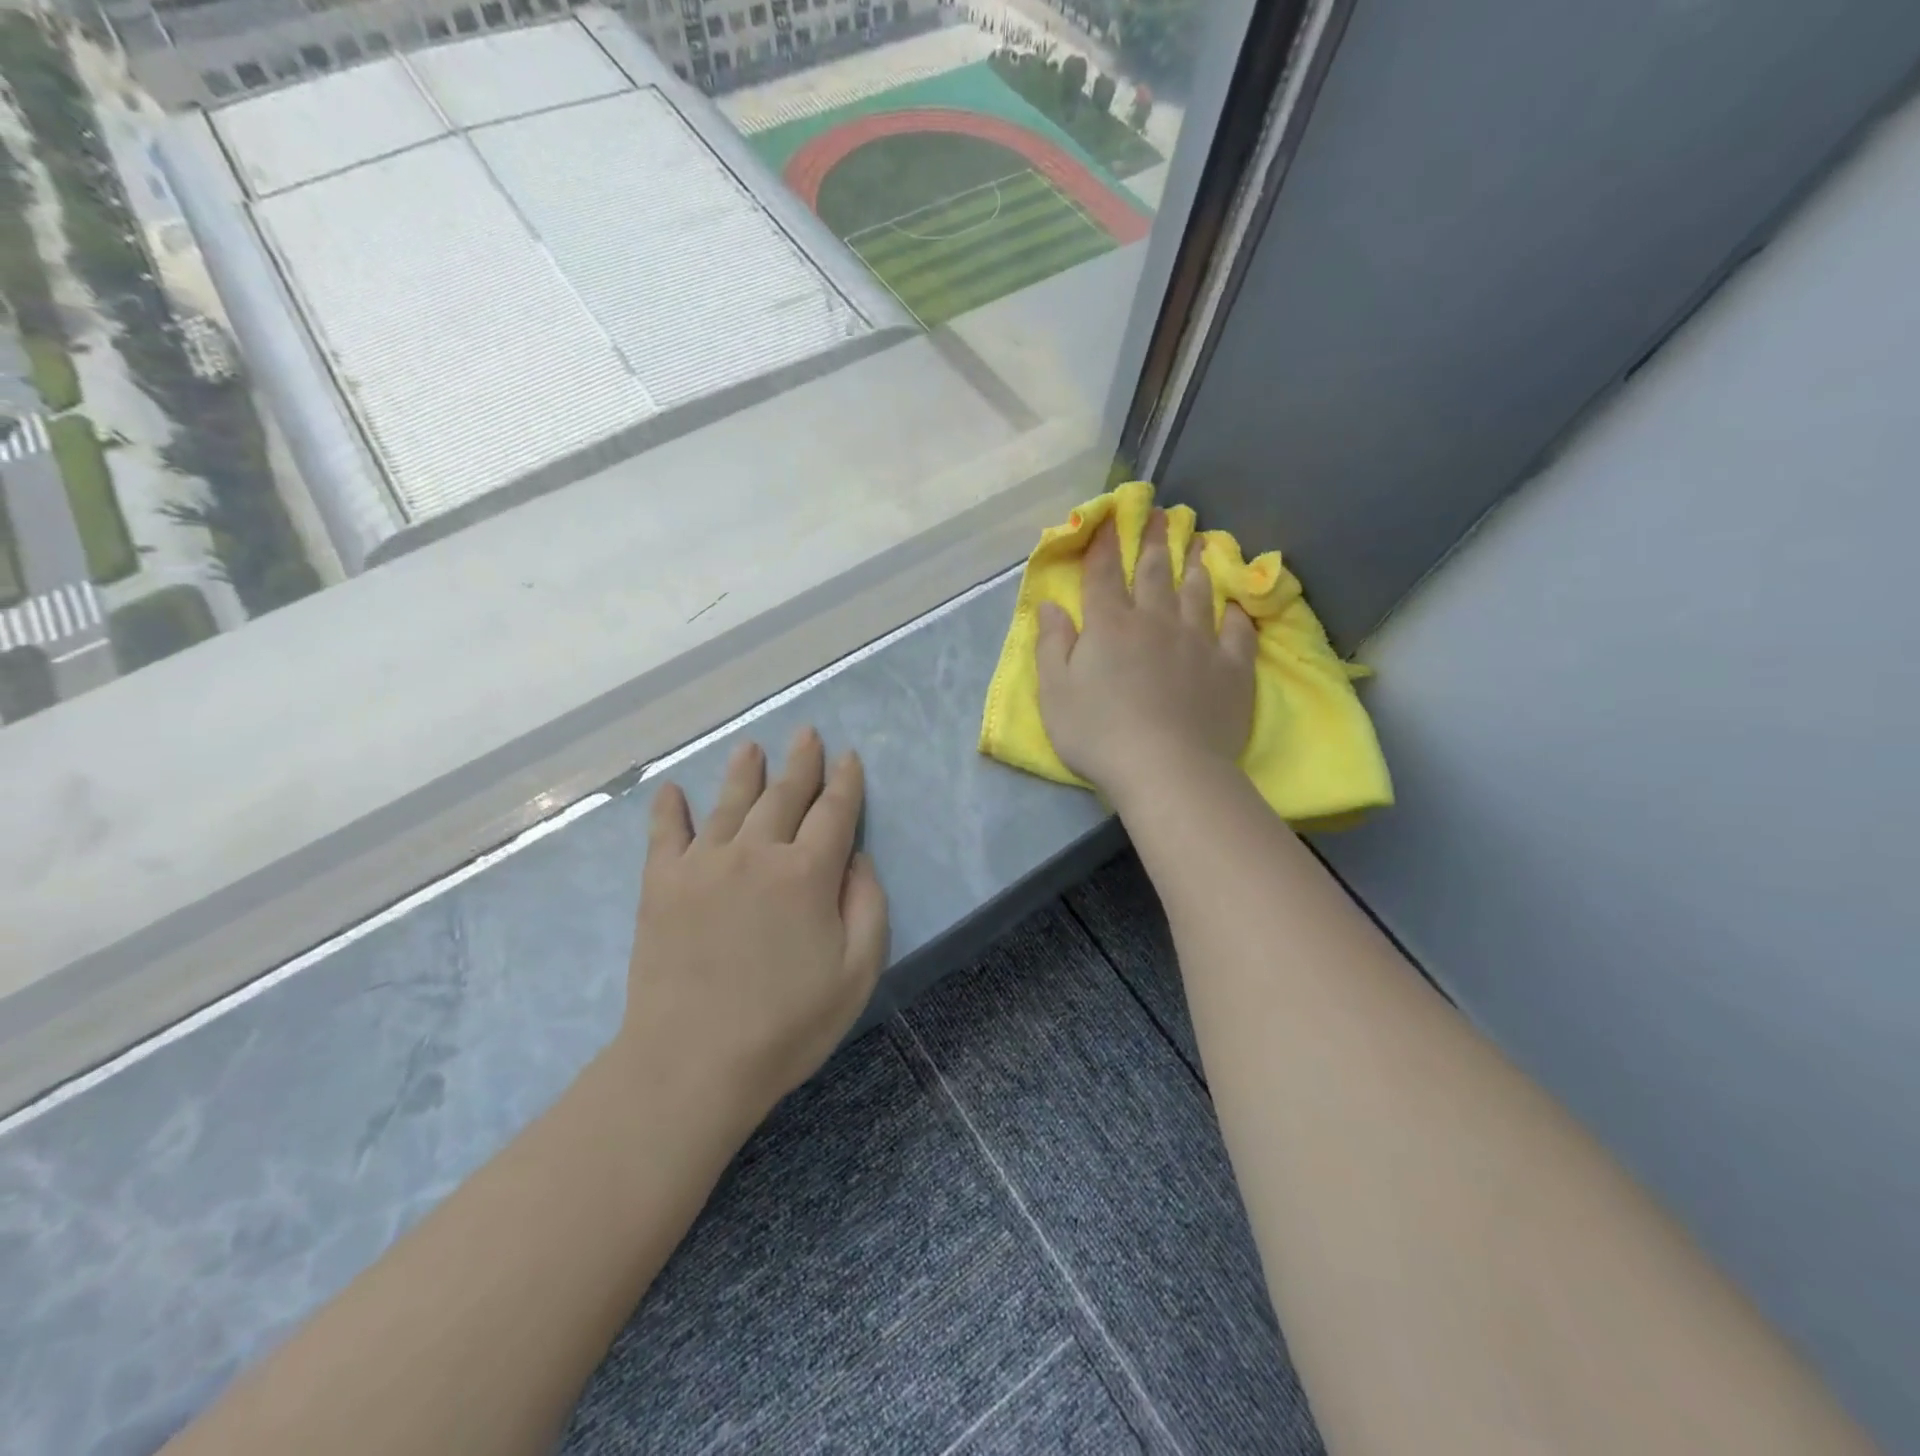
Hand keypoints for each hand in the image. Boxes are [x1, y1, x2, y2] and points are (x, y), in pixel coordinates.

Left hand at [615, 728, 888, 1120]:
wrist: (692, 1062)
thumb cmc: (787, 1024)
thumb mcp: (857, 972)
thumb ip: (867, 905)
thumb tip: (856, 858)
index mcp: (807, 873)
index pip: (834, 812)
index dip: (845, 782)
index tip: (849, 757)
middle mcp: (756, 852)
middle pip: (784, 795)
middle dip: (800, 762)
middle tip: (807, 733)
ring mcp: (704, 863)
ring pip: (729, 802)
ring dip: (744, 771)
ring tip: (751, 746)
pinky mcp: (662, 884)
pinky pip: (665, 833)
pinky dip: (669, 809)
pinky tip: (671, 790)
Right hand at [1037, 511, 1256, 807]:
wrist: (1166, 768)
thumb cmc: (1099, 733)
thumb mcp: (1055, 692)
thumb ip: (1051, 645)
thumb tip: (1050, 605)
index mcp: (1109, 626)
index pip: (1104, 575)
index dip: (1105, 545)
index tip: (1111, 518)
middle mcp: (1155, 622)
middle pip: (1155, 572)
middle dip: (1155, 540)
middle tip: (1162, 514)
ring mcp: (1198, 642)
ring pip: (1198, 593)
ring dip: (1198, 564)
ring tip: (1201, 542)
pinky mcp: (1230, 667)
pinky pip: (1236, 631)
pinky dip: (1234, 613)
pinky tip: (1235, 604)